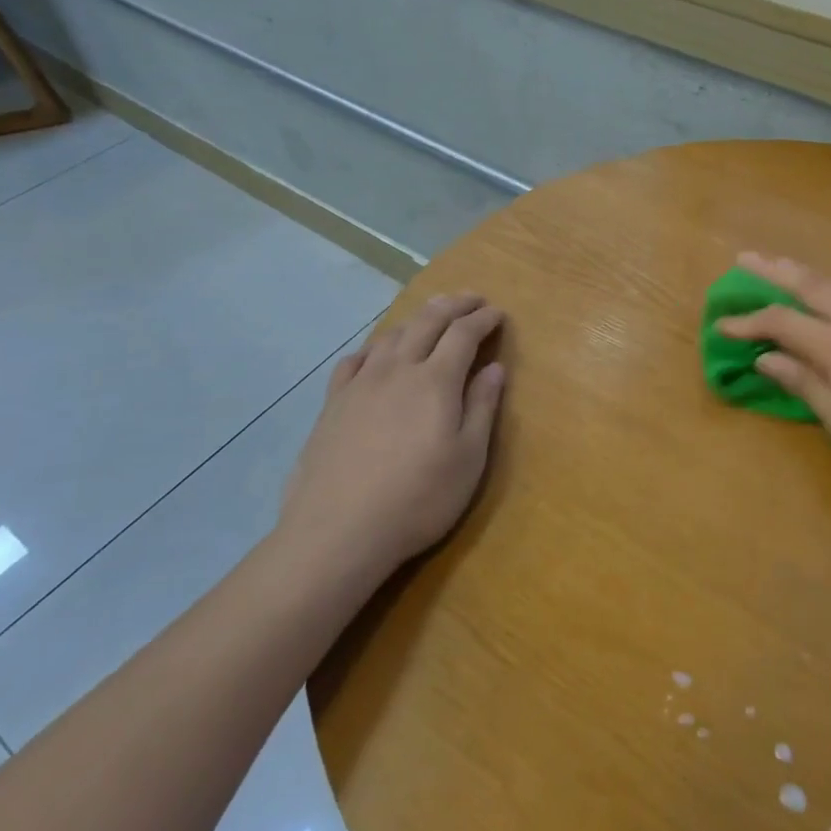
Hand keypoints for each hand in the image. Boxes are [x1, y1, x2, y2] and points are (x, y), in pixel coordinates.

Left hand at [281, 293, 506, 577]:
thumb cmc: (418, 499)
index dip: (483, 319)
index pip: (463, 334)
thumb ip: (482, 407)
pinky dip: (374, 347)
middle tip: (472, 298)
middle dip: (453, 304)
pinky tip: (376, 354)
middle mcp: (398, 369)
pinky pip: (354, 360)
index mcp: (436, 381)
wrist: (337, 531)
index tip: (498, 313)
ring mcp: (360, 384)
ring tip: (431, 315)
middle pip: (427, 321)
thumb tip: (495, 367)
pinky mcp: (332, 404)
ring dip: (416, 318)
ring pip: (391, 335)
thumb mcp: (468, 459)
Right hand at [715, 253, 830, 508]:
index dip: (749, 321)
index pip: (784, 323)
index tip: (721, 323)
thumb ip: (806, 385)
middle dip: (775, 270)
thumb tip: (768, 358)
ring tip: (780, 266)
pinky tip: (829, 300)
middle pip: (812, 286)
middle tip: (744, 258)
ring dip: (804, 275)